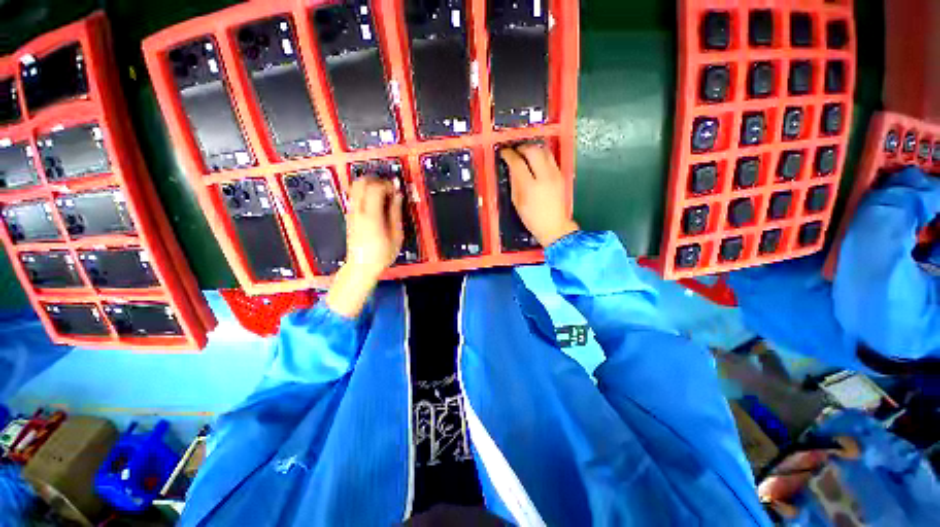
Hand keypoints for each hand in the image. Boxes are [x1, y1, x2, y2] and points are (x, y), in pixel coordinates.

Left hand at [344, 176, 403, 278]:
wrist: (361, 266)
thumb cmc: (381, 254)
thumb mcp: (396, 235)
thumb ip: (396, 212)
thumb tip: (398, 195)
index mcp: (371, 215)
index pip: (375, 187)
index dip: (388, 185)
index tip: (396, 191)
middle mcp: (357, 211)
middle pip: (361, 182)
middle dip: (377, 180)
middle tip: (389, 189)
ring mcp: (351, 212)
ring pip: (355, 187)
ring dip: (370, 186)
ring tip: (383, 196)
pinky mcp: (350, 216)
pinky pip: (355, 196)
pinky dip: (366, 193)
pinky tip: (377, 204)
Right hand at [499, 144, 578, 246]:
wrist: (554, 226)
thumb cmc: (532, 218)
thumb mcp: (517, 202)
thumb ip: (514, 182)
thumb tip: (512, 168)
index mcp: (530, 186)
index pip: (518, 163)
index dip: (509, 155)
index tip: (504, 152)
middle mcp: (544, 177)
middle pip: (533, 151)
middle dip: (521, 148)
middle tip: (515, 151)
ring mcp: (555, 174)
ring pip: (544, 151)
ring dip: (533, 149)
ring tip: (525, 154)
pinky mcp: (561, 175)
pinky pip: (550, 158)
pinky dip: (541, 155)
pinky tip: (536, 161)